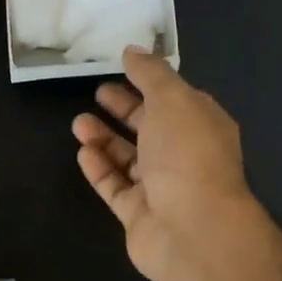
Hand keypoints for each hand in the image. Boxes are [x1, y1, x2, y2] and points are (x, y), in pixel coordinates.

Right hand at [73, 47, 266, 280]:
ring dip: (104, 138)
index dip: (150, 82)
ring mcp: (162, 188)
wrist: (192, 229)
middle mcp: (185, 156)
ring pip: (129, 158)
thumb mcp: (172, 99)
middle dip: (125, 109)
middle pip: (150, 127)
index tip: (121, 67)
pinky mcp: (139, 214)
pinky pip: (115, 186)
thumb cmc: (187, 154)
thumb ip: (151, 73)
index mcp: (202, 125)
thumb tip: (133, 51)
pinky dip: (100, 168)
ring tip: (79, 122)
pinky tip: (83, 151)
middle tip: (97, 92)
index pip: (175, 98)